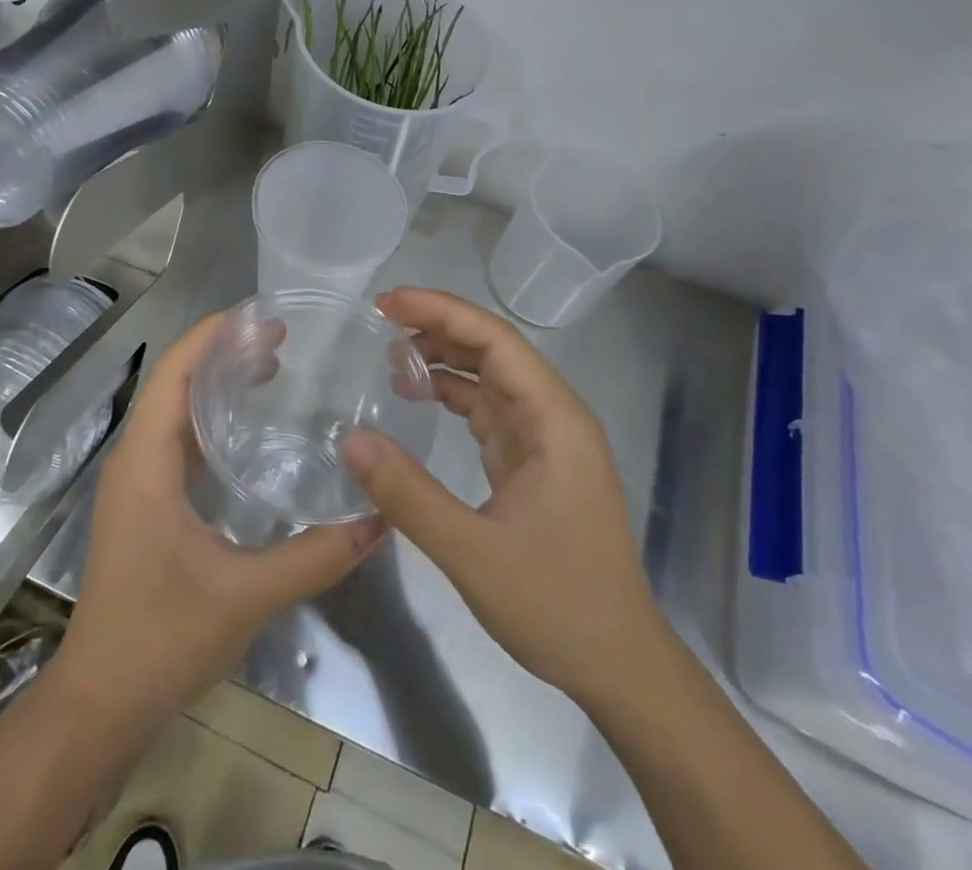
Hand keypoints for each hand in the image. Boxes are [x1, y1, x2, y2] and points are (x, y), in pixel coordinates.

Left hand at [53, 310, 383, 729]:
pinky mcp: (145, 505)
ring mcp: (137, 483)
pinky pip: (177, 442)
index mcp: (146, 460)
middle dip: (222, 352)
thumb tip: (378, 520)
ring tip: (271, 369)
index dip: (212, 334)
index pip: (174, 371)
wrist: (99, 702)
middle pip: (175, 382)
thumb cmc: (161, 637)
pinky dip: (211, 421)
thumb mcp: (246, 595)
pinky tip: (248, 432)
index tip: (260, 316)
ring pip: (175, 412)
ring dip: (216, 384)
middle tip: (280, 340)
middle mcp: (136, 459)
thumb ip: (315, 558)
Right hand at [343, 288, 664, 710]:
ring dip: (444, 358)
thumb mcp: (474, 554)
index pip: (496, 341)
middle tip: (379, 318)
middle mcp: (554, 418)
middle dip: (438, 326)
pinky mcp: (533, 463)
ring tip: (390, 354)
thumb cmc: (559, 606)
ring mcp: (546, 441)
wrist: (621, 669)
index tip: (388, 302)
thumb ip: (409, 495)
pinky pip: (488, 410)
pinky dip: (452, 394)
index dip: (442, 312)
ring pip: (491, 377)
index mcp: (555, 421)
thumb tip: (350, 439)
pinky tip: (417, 396)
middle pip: (494, 350)